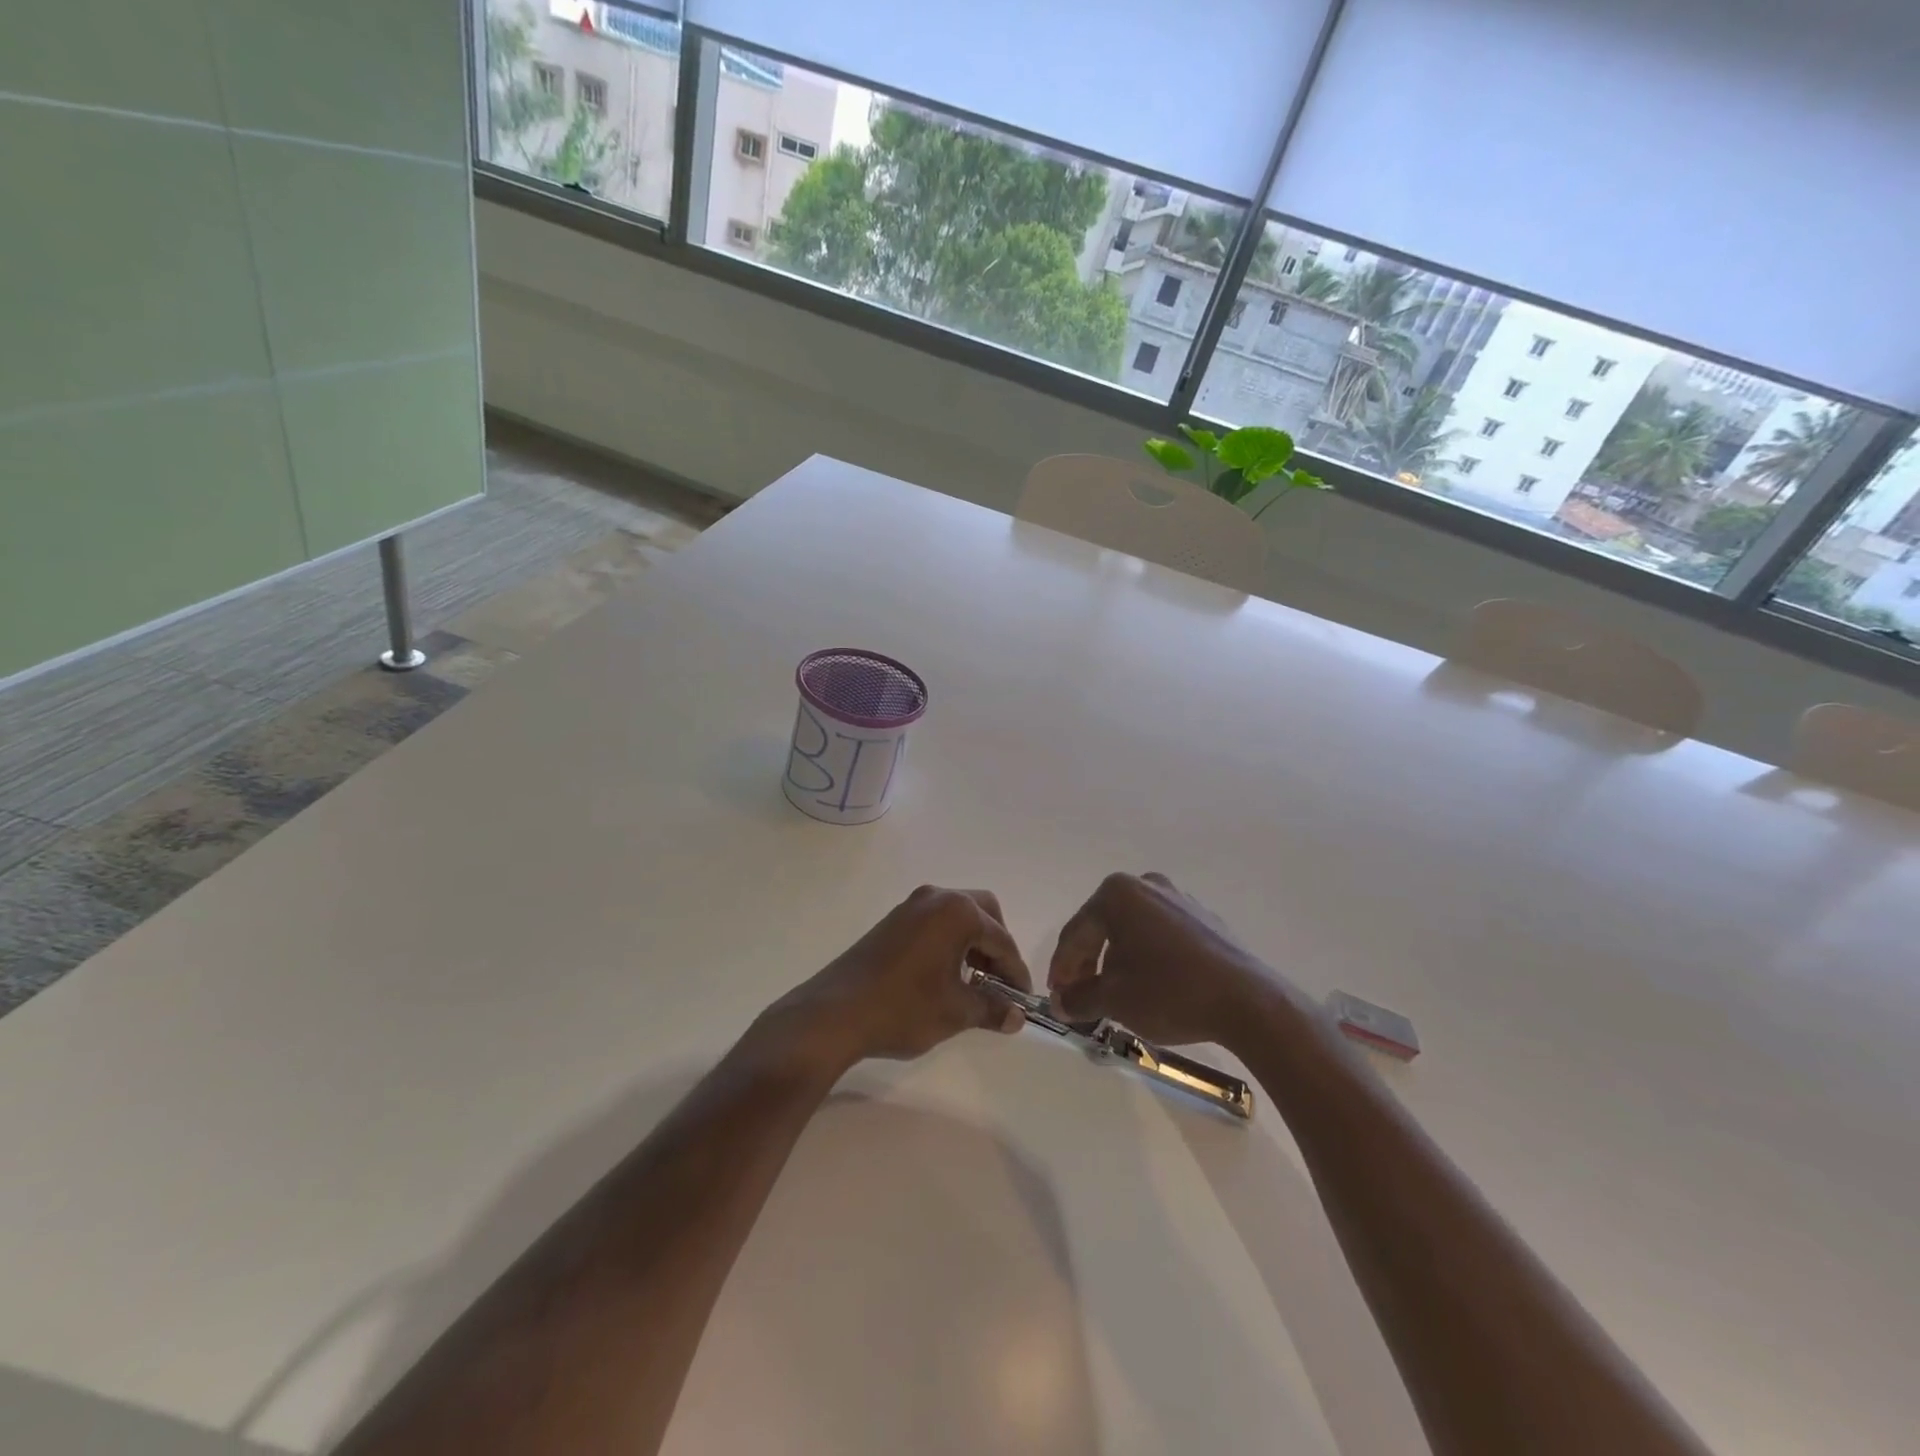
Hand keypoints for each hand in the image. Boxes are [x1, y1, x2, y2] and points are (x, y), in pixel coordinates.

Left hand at [762, 885, 1032, 1072]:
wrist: (835, 1013)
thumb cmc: (904, 1008)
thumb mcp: (956, 1012)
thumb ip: (992, 1008)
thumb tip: (1016, 1016)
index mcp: (957, 912)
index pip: (1001, 939)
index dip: (1016, 971)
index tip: (1024, 1000)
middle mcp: (936, 898)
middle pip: (983, 912)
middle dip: (997, 945)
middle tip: (1000, 982)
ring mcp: (910, 906)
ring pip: (957, 915)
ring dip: (973, 943)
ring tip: (975, 982)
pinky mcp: (893, 921)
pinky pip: (934, 923)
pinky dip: (949, 942)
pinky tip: (946, 975)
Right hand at [1049, 872, 1287, 1048]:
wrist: (1246, 1002)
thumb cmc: (1169, 992)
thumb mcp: (1114, 1000)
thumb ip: (1079, 998)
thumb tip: (1061, 1003)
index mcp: (1116, 894)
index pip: (1075, 934)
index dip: (1061, 969)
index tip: (1057, 997)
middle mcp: (1145, 884)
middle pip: (1102, 927)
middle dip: (1088, 963)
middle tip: (1080, 997)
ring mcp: (1178, 898)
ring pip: (1132, 930)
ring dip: (1117, 960)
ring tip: (1115, 995)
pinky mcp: (1203, 917)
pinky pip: (1161, 935)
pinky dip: (1148, 957)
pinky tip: (1151, 985)